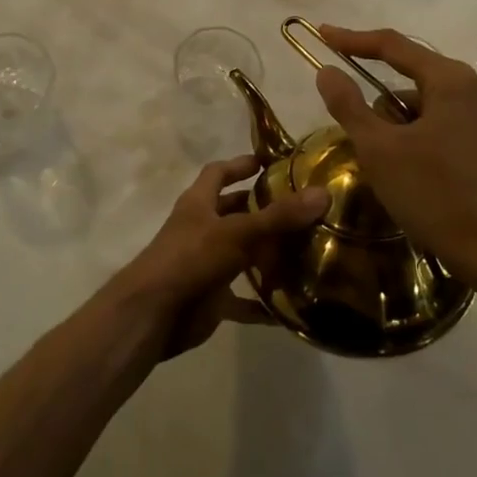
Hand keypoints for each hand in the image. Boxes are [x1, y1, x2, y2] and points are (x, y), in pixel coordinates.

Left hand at [112, 155, 328, 357]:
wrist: (153, 315)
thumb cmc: (191, 258)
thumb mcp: (237, 232)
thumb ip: (279, 216)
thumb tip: (323, 193)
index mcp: (199, 203)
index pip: (218, 172)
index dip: (241, 164)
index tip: (270, 162)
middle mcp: (201, 228)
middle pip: (233, 212)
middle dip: (261, 209)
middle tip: (301, 208)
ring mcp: (205, 264)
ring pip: (240, 253)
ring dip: (267, 254)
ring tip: (305, 252)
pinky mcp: (210, 298)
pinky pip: (242, 299)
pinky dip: (262, 302)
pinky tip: (290, 307)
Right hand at [312, 25, 476, 286]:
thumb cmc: (435, 193)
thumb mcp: (379, 149)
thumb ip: (349, 105)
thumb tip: (326, 71)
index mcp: (449, 79)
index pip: (392, 45)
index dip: (352, 40)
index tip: (321, 34)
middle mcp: (470, 87)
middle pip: (408, 73)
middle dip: (374, 93)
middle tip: (344, 109)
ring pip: (421, 102)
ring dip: (393, 121)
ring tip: (377, 157)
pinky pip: (436, 121)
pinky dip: (412, 134)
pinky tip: (402, 168)